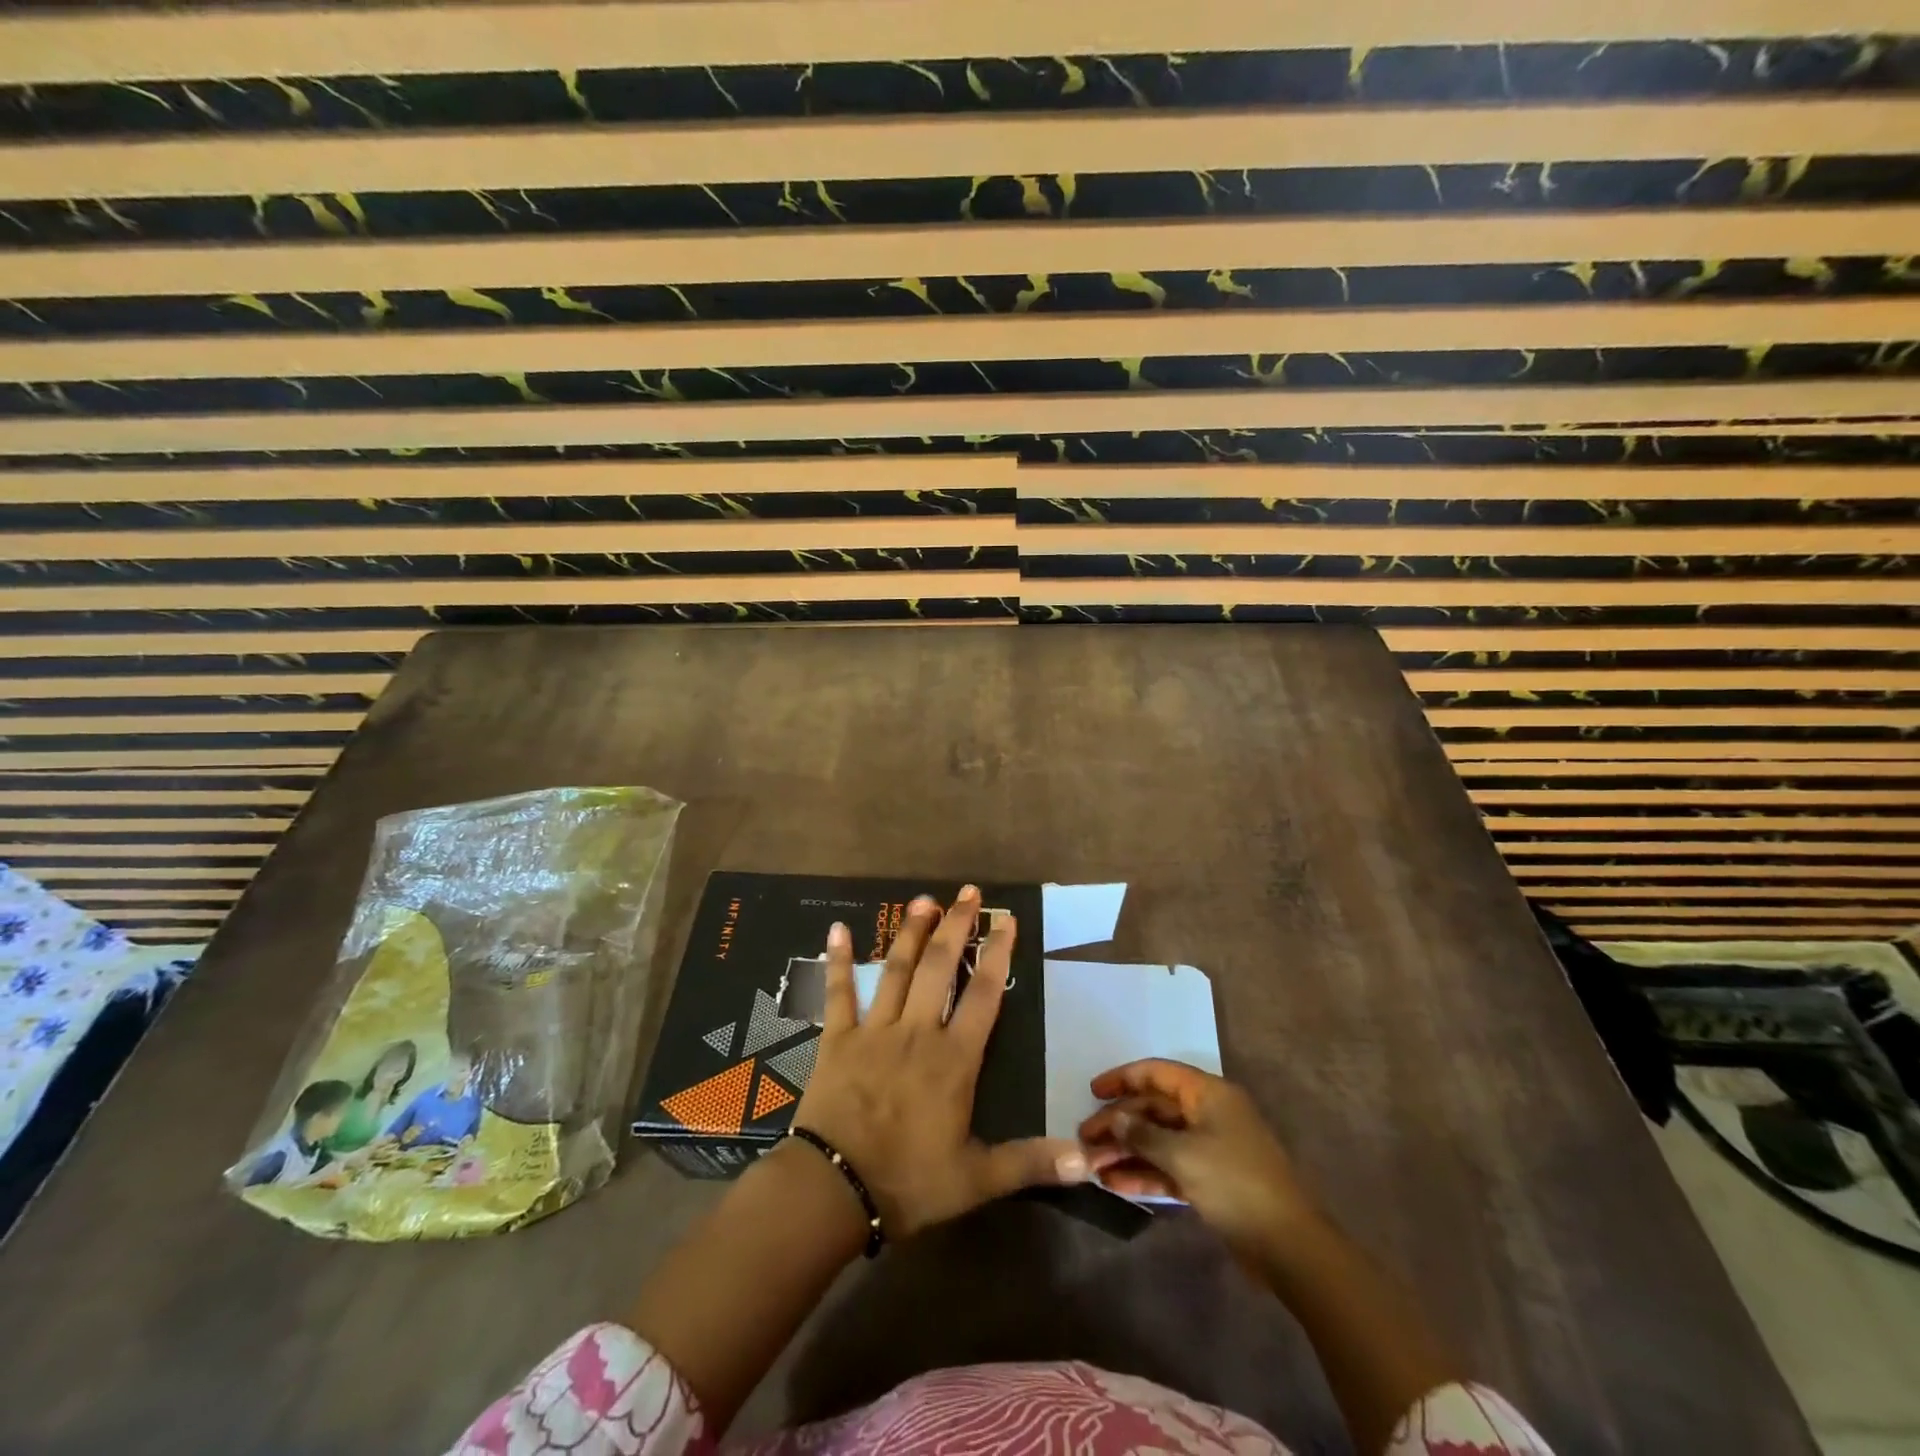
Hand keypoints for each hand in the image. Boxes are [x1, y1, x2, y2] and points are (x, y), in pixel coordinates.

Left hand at [792, 886, 1088, 1239]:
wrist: (835, 1190)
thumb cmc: (909, 1181)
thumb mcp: (977, 1179)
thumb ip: (1030, 1162)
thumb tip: (1088, 1161)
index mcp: (954, 1059)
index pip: (984, 994)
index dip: (998, 954)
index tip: (1006, 920)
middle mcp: (918, 1032)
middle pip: (940, 968)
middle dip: (956, 926)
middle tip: (967, 893)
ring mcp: (875, 1030)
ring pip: (897, 970)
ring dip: (910, 933)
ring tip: (923, 899)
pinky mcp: (838, 1039)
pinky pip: (839, 993)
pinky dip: (838, 961)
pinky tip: (838, 929)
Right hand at [1079, 1059, 1318, 1258]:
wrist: (1289, 1246)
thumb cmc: (1236, 1184)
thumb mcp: (1184, 1155)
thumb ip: (1144, 1134)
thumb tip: (1115, 1118)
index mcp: (1208, 1094)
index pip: (1157, 1073)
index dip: (1123, 1079)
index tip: (1092, 1092)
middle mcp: (1208, 1113)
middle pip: (1154, 1109)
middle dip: (1119, 1123)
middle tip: (1085, 1140)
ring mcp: (1210, 1148)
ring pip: (1159, 1140)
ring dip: (1127, 1151)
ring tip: (1093, 1167)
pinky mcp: (1210, 1180)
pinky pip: (1169, 1167)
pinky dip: (1145, 1173)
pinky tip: (1116, 1185)